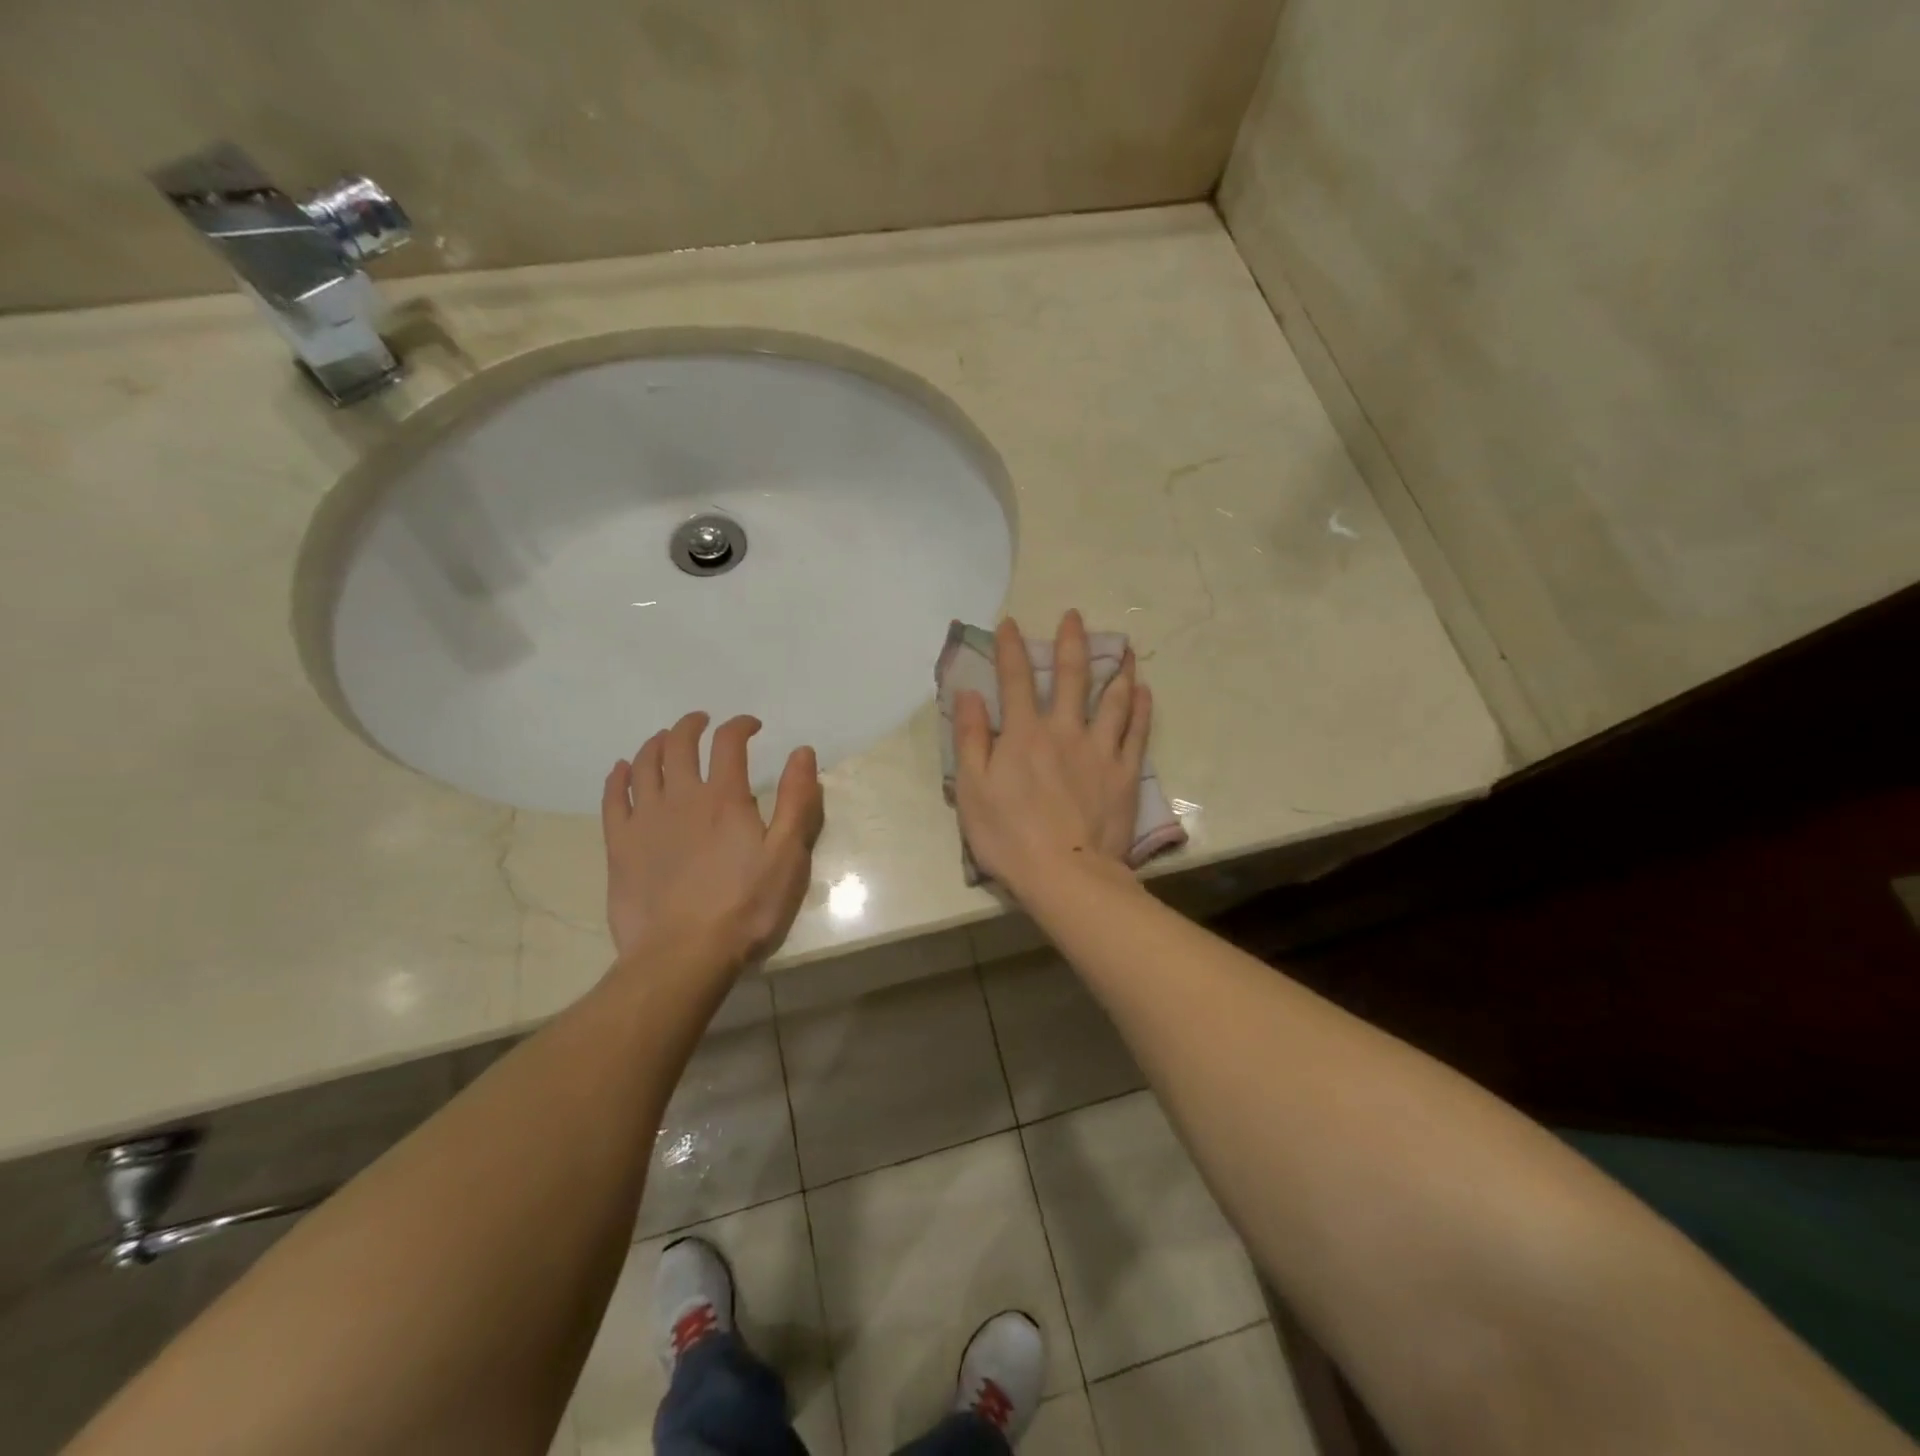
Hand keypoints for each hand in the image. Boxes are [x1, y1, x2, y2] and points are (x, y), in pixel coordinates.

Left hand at [601, 712, 824, 975]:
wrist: (684, 954)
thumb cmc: (746, 907)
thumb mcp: (788, 855)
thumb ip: (797, 800)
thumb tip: (802, 751)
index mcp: (724, 798)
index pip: (729, 742)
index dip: (741, 725)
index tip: (752, 725)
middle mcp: (681, 797)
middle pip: (679, 744)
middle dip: (692, 725)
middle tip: (702, 722)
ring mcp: (645, 820)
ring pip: (644, 765)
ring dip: (656, 743)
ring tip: (665, 738)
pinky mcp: (619, 845)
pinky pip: (613, 799)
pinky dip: (618, 777)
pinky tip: (622, 770)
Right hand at [952, 610, 1151, 897]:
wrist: (1064, 874)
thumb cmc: (1008, 835)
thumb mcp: (972, 788)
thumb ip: (971, 738)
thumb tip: (970, 694)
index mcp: (1023, 734)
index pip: (1015, 679)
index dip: (1011, 648)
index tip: (1011, 623)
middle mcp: (1064, 731)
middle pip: (1070, 677)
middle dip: (1071, 642)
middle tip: (1075, 617)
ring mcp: (1099, 750)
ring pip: (1112, 699)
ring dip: (1117, 669)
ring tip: (1125, 647)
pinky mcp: (1124, 773)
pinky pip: (1136, 732)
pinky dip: (1141, 708)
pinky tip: (1143, 691)